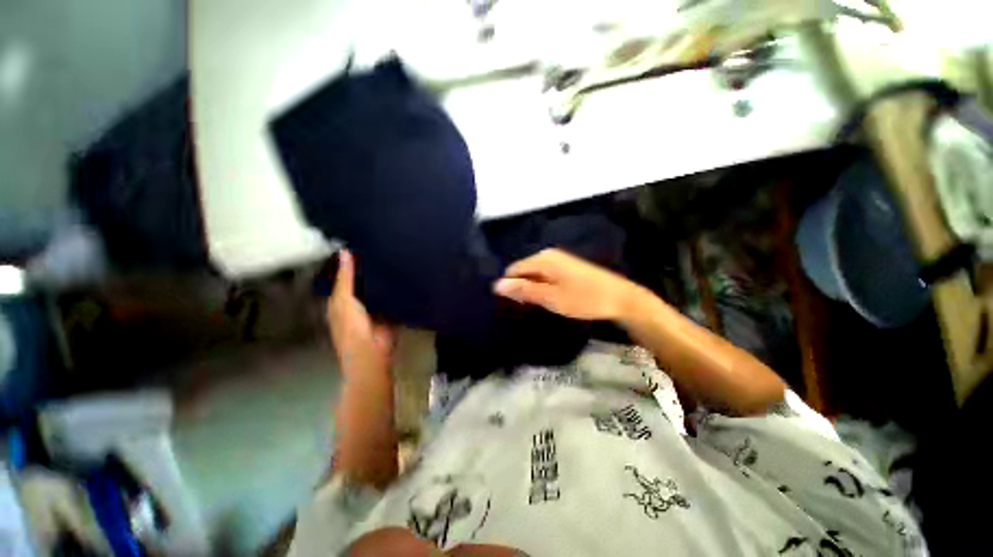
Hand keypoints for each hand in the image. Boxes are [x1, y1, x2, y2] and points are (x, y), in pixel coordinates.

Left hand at [327, 249, 395, 380]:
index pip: (344, 276)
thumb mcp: (344, 300)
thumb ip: (346, 277)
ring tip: (394, 253)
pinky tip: (404, 271)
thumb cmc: (352, 327)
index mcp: (341, 299)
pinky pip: (393, 294)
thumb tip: (345, 251)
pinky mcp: (391, 309)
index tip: (360, 242)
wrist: (373, 351)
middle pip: (363, 280)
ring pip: (379, 287)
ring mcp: (375, 306)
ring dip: (384, 275)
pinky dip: (397, 286)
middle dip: (370, 267)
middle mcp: (358, 301)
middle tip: (381, 244)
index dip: (350, 262)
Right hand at [493, 248, 640, 320]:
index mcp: (542, 259)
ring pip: (534, 274)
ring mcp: (559, 259)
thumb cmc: (583, 298)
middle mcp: (548, 254)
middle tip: (531, 306)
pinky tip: (552, 298)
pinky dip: (544, 286)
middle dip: (522, 287)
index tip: (518, 304)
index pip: (513, 270)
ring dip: (534, 288)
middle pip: (523, 270)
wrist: (620, 298)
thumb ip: (524, 290)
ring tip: (542, 304)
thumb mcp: (550, 297)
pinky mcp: (567, 266)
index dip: (511, 287)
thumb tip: (496, 284)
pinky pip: (545, 275)